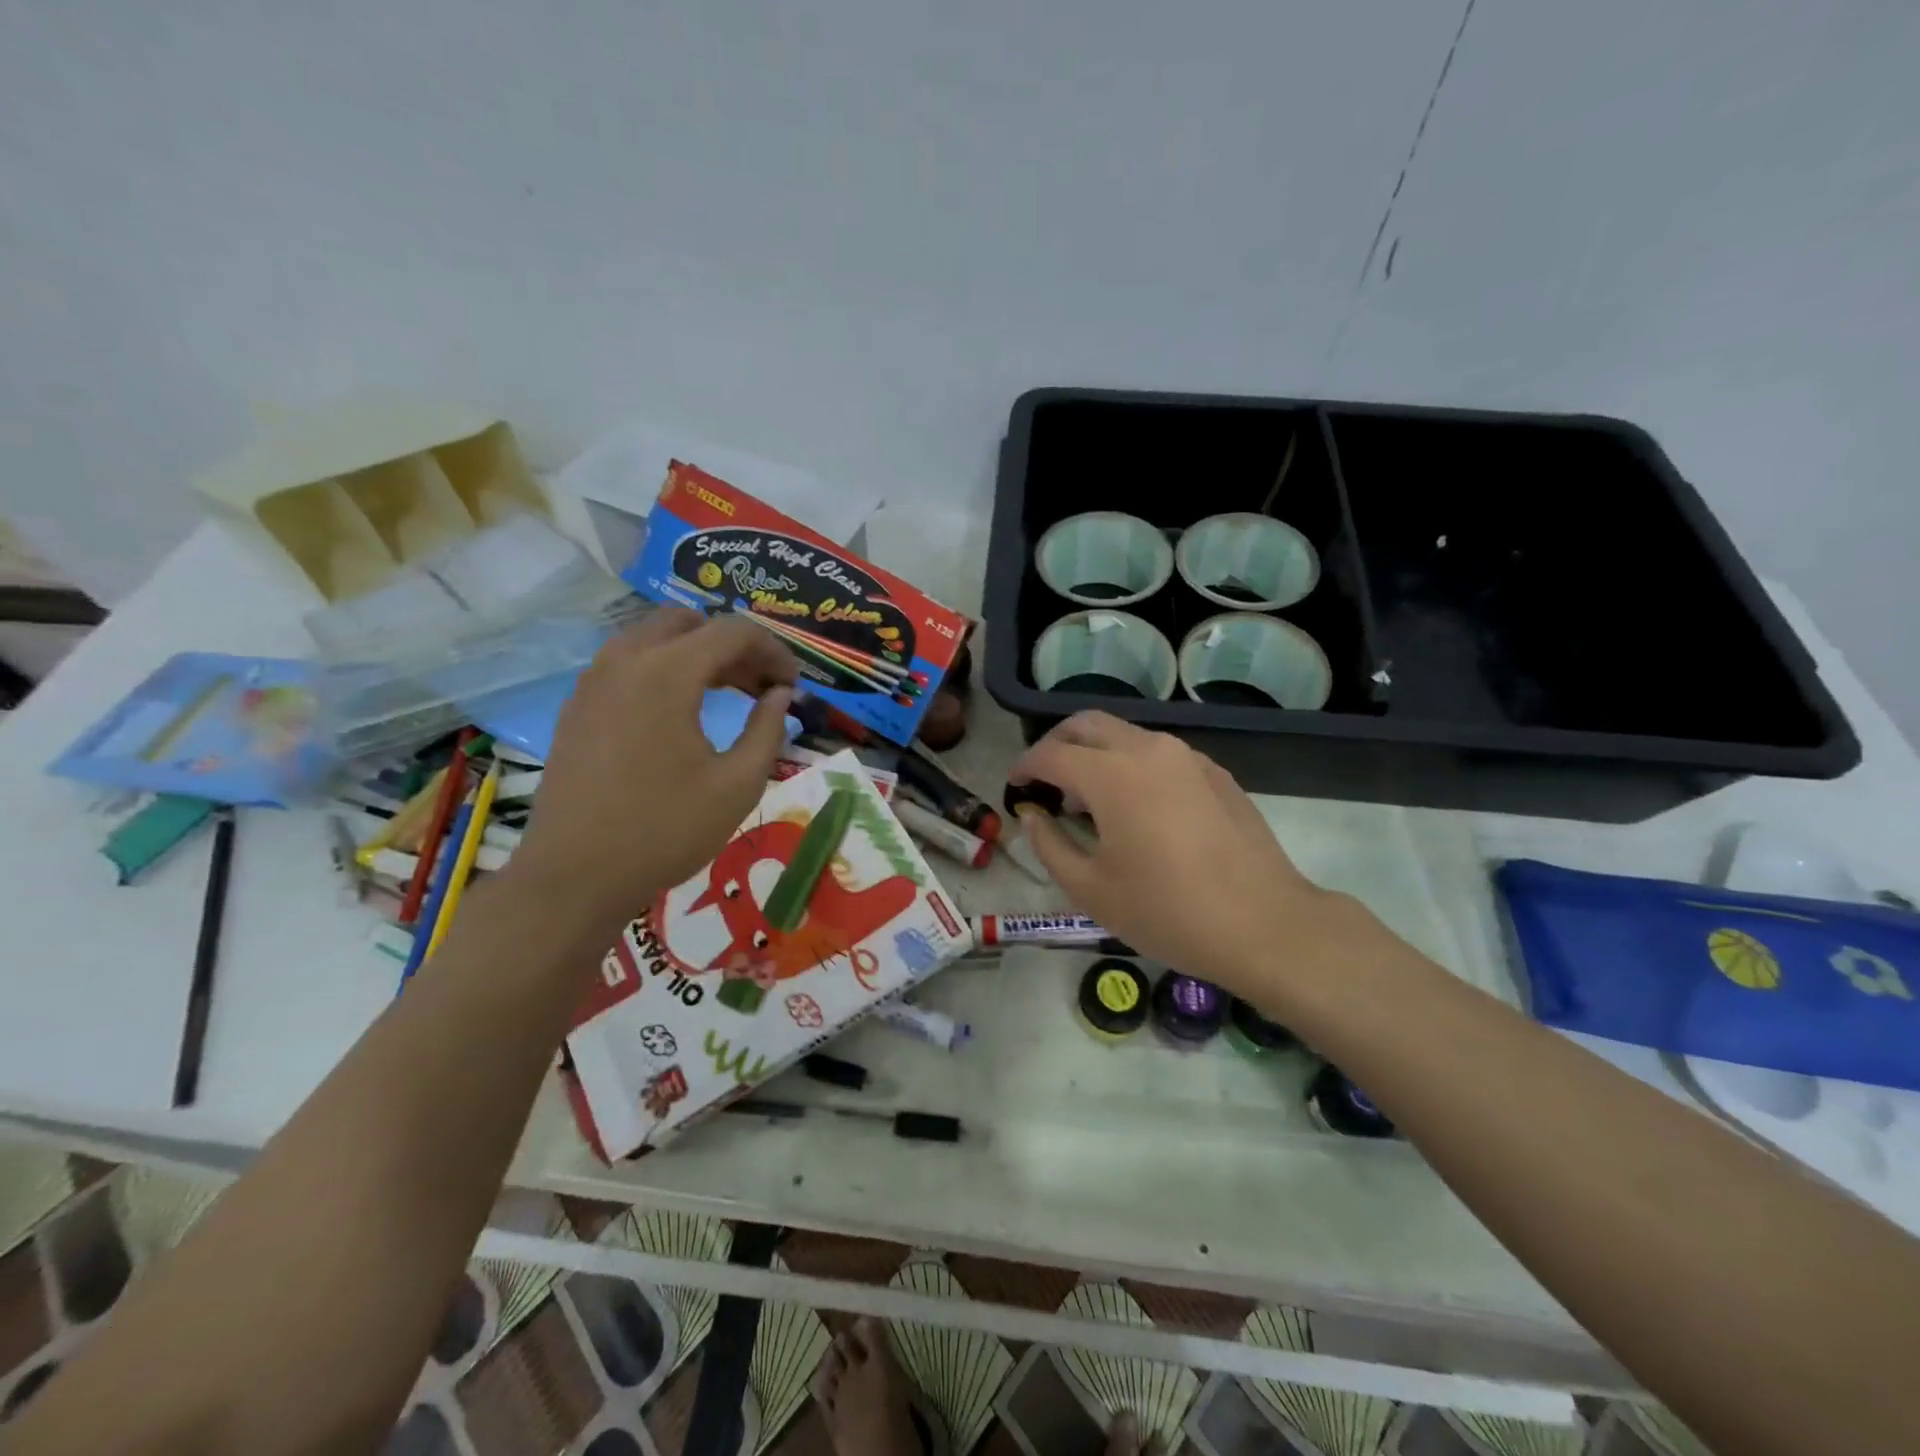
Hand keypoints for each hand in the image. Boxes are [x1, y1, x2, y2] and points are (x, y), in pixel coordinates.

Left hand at [505, 609, 796, 936]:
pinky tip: (682, 711)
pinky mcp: (578, 705)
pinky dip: (664, 668)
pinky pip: (628, 663)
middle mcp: (626, 661)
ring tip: (728, 694)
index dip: (774, 651)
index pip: (733, 632)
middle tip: (762, 686)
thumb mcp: (738, 784)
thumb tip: (781, 695)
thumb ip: (768, 729)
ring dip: (698, 653)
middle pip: (691, 623)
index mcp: (667, 673)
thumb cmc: (666, 830)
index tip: (793, 685)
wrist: (575, 876)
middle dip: (734, 646)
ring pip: (655, 637)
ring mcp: (594, 681)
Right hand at [1009, 712, 1361, 1004]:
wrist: (1264, 924)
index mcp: (1111, 775)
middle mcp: (1148, 750)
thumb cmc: (1166, 911)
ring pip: (1125, 734)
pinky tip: (1136, 807)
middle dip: (1056, 744)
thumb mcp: (1090, 888)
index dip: (1025, 767)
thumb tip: (1032, 814)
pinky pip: (1158, 753)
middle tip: (1044, 779)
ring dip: (1095, 753)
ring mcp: (1186, 757)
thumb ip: (1049, 843)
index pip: (1051, 753)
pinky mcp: (1213, 772)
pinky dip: (1131, 764)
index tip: (1014, 787)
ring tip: (1087, 799)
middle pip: (1087, 724)